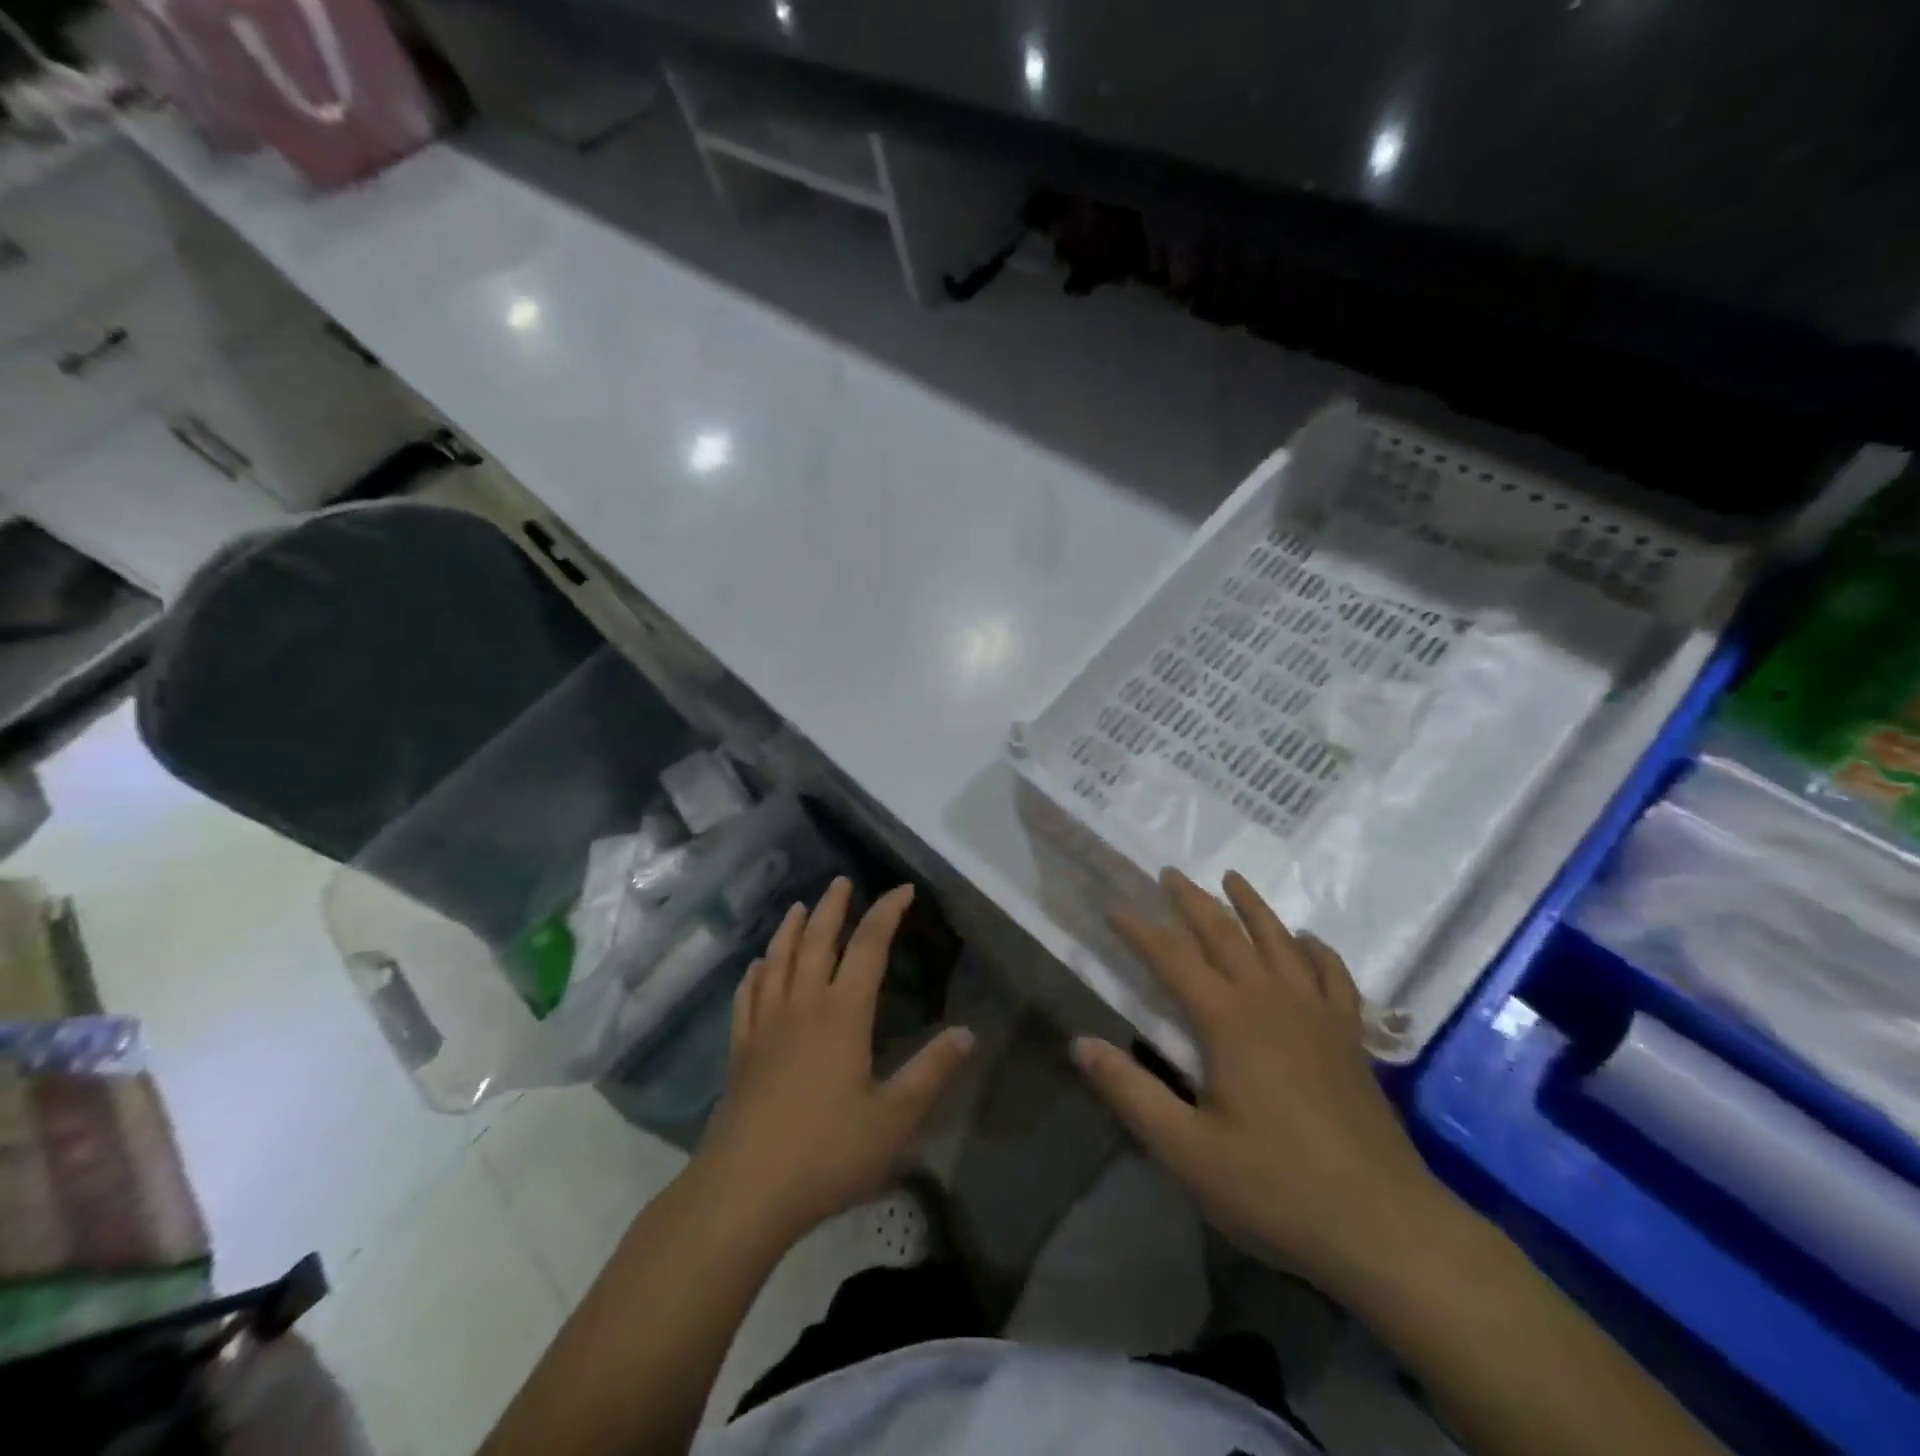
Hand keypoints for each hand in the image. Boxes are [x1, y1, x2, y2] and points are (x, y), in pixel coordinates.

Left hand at [693, 878, 974, 1241]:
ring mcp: (765, 1025)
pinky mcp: (740, 1050)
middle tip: (841, 881)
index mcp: (842, 1014)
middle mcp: (802, 1006)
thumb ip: (931, 1073)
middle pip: (816, 940)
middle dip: (832, 907)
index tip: (903, 890)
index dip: (887, 913)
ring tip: (798, 906)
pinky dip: (755, 973)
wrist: (744, 1191)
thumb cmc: (826, 1153)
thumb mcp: (894, 1119)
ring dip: (790, 928)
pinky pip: (747, 996)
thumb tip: (968, 1033)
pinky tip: (756, 967)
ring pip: (778, 960)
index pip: (869, 947)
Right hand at [1072, 868, 1450, 1298]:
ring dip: (1252, 906)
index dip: (1139, 928)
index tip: (1112, 905)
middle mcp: (1272, 1001)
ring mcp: (1318, 1015)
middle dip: (1192, 900)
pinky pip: (1333, 975)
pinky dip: (1316, 949)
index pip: (1172, 958)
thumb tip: (1080, 1042)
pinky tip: (1307, 941)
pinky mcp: (1350, 1038)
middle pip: (1226, 934)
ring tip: (1233, 878)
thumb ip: (1130, 1092)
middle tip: (1169, 872)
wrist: (1386, 1228)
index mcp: (1228, 1020)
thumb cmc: (1276, 1188)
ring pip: (1280, 941)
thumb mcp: (1187, 1150)